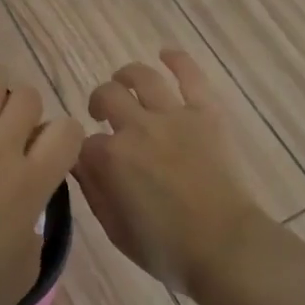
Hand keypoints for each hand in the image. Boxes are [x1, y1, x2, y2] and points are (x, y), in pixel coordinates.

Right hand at [75, 49, 270, 294]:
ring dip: (126, 75)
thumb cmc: (168, 250)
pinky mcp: (206, 113)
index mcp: (111, 158)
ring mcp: (173, 116)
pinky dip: (177, 60)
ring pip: (142, 77)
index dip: (82, 149)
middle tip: (102, 114)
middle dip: (99, 103)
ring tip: (123, 81)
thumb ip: (93, 192)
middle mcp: (137, 127)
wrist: (227, 249)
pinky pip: (190, 76)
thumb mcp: (116, 231)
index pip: (83, 142)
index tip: (87, 158)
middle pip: (107, 96)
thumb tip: (77, 164)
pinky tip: (166, 53)